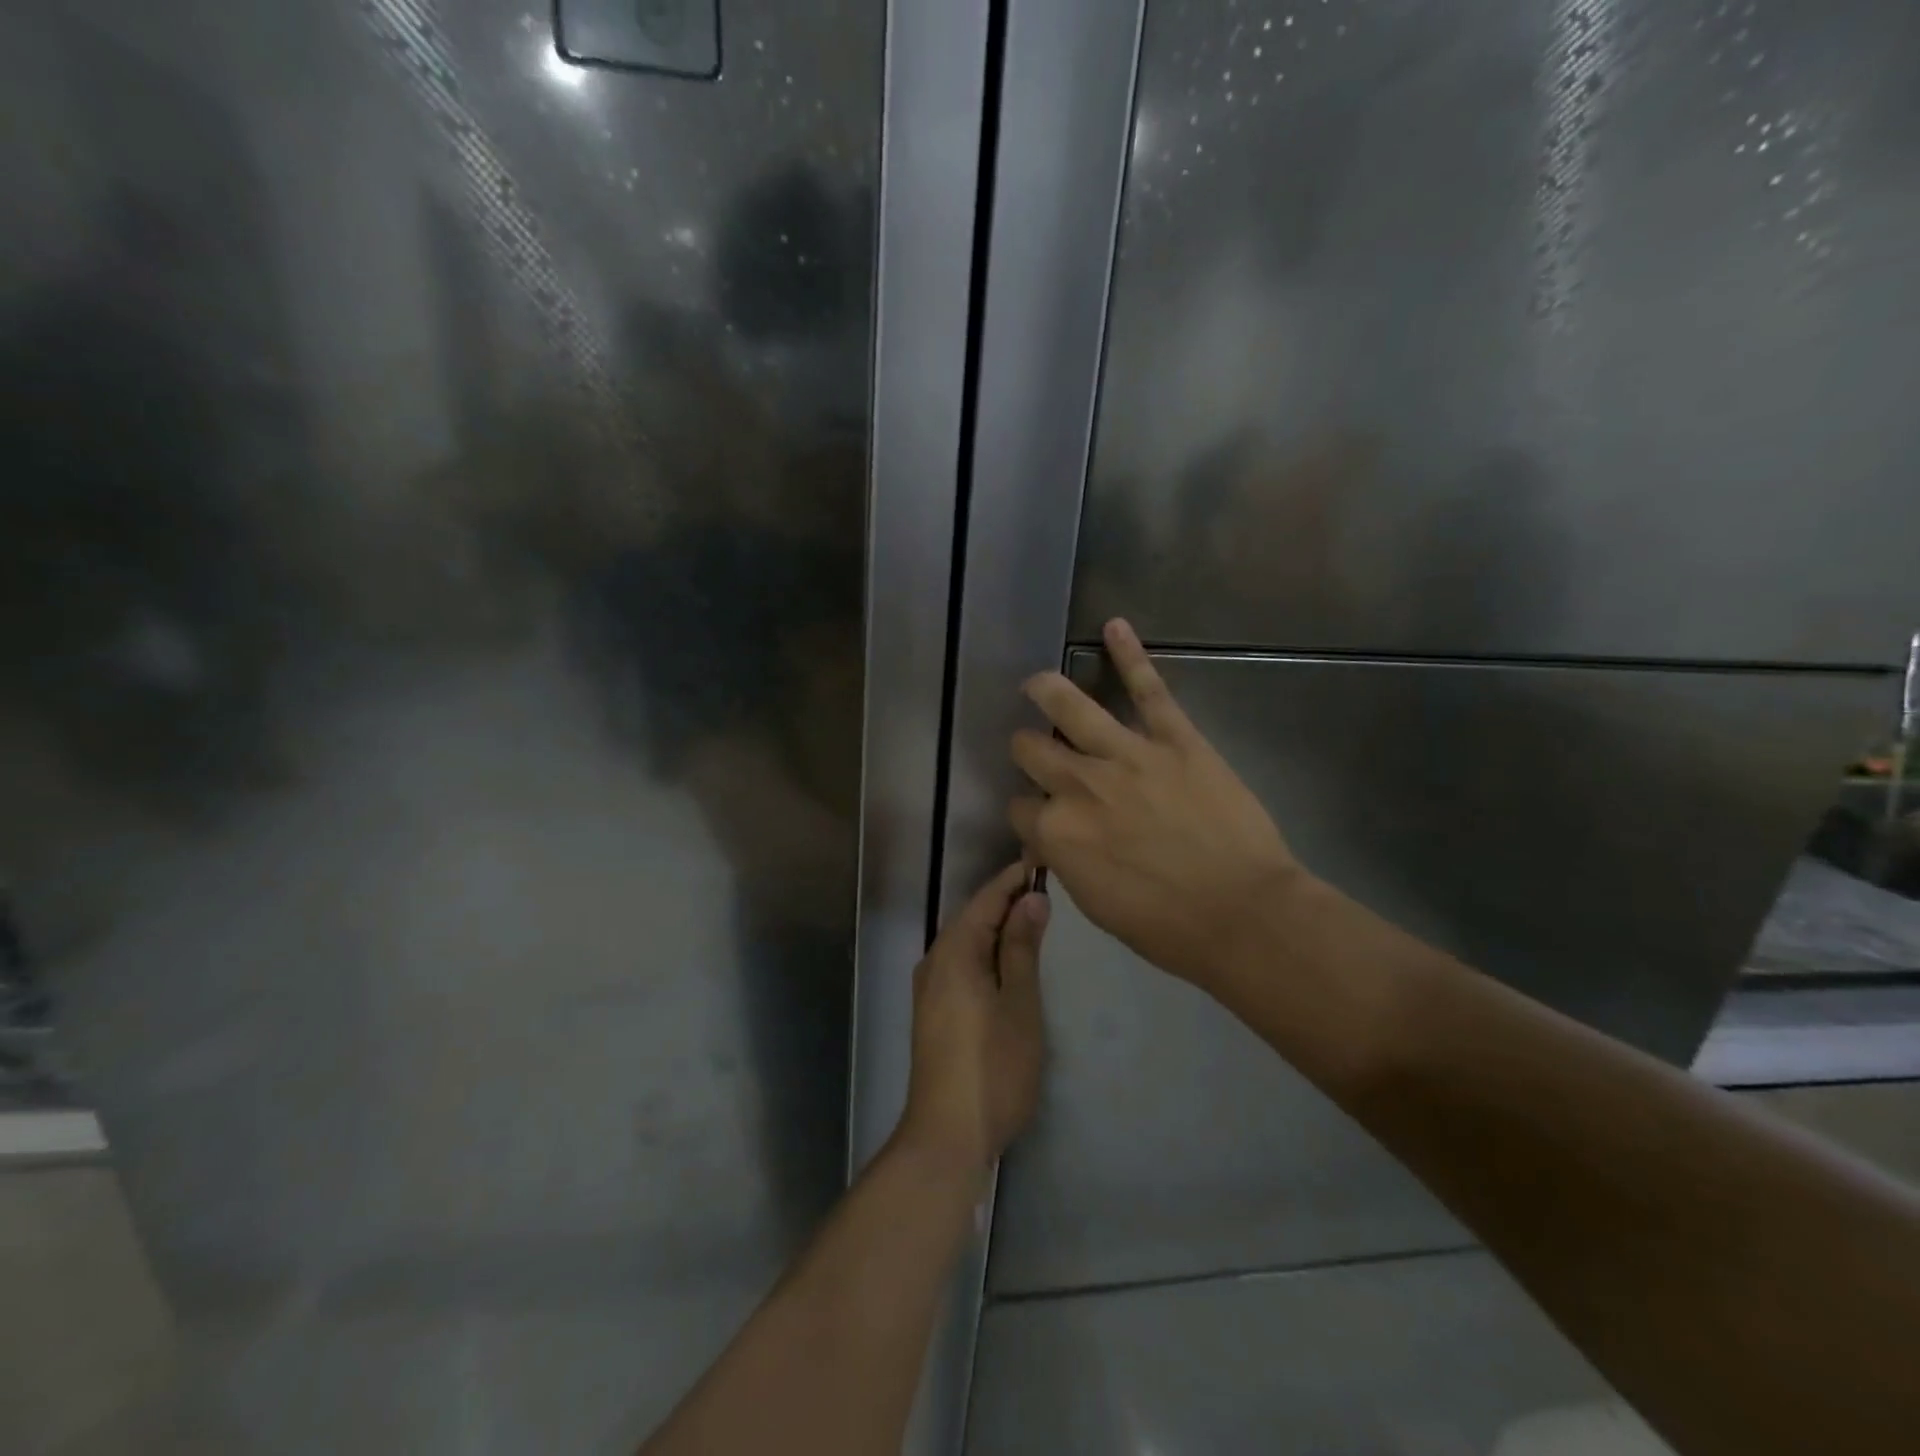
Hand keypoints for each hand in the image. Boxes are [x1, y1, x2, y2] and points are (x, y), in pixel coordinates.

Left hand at [899, 863, 1049, 1177]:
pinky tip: (1009, 960)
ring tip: (1036, 918)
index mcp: (955, 951)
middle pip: (973, 916)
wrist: (946, 1134)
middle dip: (1007, 900)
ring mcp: (929, 987)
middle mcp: (935, 960)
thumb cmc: (992, 1066)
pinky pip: (961, 962)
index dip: (1014, 878)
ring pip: (967, 940)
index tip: (1043, 860)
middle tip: (1048, 888)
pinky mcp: (933, 1010)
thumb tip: (1031, 898)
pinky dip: (987, 951)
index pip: (986, 899)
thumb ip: (1023, 948)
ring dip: (998, 926)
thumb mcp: (1019, 1003)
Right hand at [1009, 619, 1301, 992]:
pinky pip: (1148, 688)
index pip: (1019, 808)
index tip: (1041, 819)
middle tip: (1034, 749)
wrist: (1242, 914)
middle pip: (1030, 750)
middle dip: (1026, 749)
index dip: (1027, 813)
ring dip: (1046, 690)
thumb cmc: (1166, 926)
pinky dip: (1130, 655)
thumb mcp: (1095, 904)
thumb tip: (1056, 836)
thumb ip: (1066, 859)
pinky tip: (1114, 625)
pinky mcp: (1174, 738)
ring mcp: (1126, 755)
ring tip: (1036, 682)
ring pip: (1070, 708)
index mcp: (1056, 831)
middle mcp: (1078, 784)